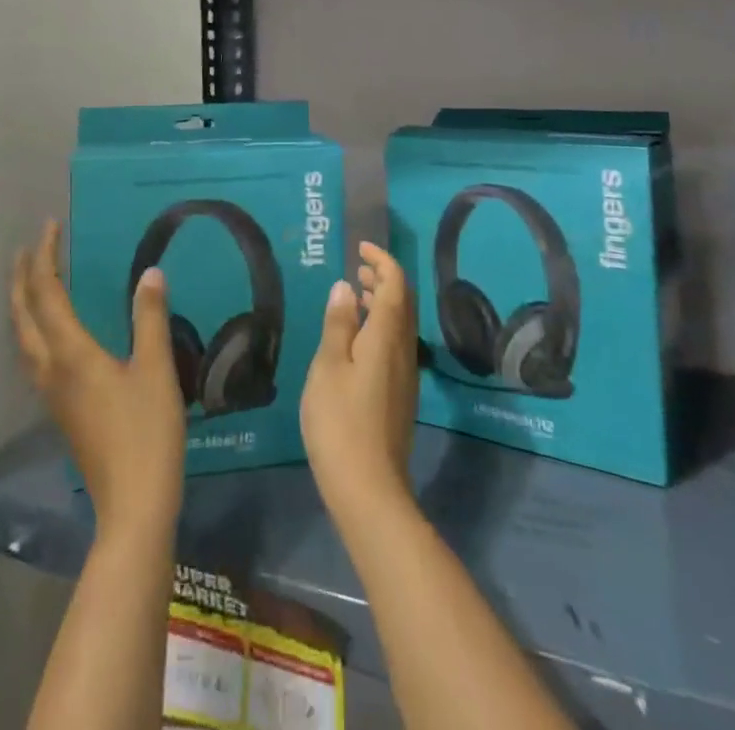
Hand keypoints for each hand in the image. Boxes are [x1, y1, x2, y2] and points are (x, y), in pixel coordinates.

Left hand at [11, 220, 185, 539]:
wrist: (132, 504)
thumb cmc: (147, 432)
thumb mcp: (156, 369)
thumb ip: (149, 318)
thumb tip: (150, 273)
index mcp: (71, 353)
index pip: (47, 293)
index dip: (46, 257)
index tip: (50, 226)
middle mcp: (51, 369)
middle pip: (23, 315)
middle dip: (23, 278)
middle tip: (30, 248)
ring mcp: (52, 393)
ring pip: (23, 338)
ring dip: (23, 303)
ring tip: (32, 280)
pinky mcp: (60, 410)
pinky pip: (33, 355)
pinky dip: (32, 328)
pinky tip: (49, 332)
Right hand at [301, 242, 417, 527]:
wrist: (368, 487)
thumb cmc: (340, 421)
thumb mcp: (329, 366)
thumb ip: (338, 324)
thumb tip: (346, 286)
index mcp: (387, 336)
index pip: (395, 285)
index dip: (382, 260)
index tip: (362, 247)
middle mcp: (404, 350)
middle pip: (403, 302)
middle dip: (384, 277)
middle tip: (358, 266)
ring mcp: (405, 374)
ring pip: (401, 323)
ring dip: (382, 301)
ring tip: (355, 294)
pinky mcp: (399, 394)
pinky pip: (396, 342)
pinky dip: (380, 325)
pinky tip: (357, 337)